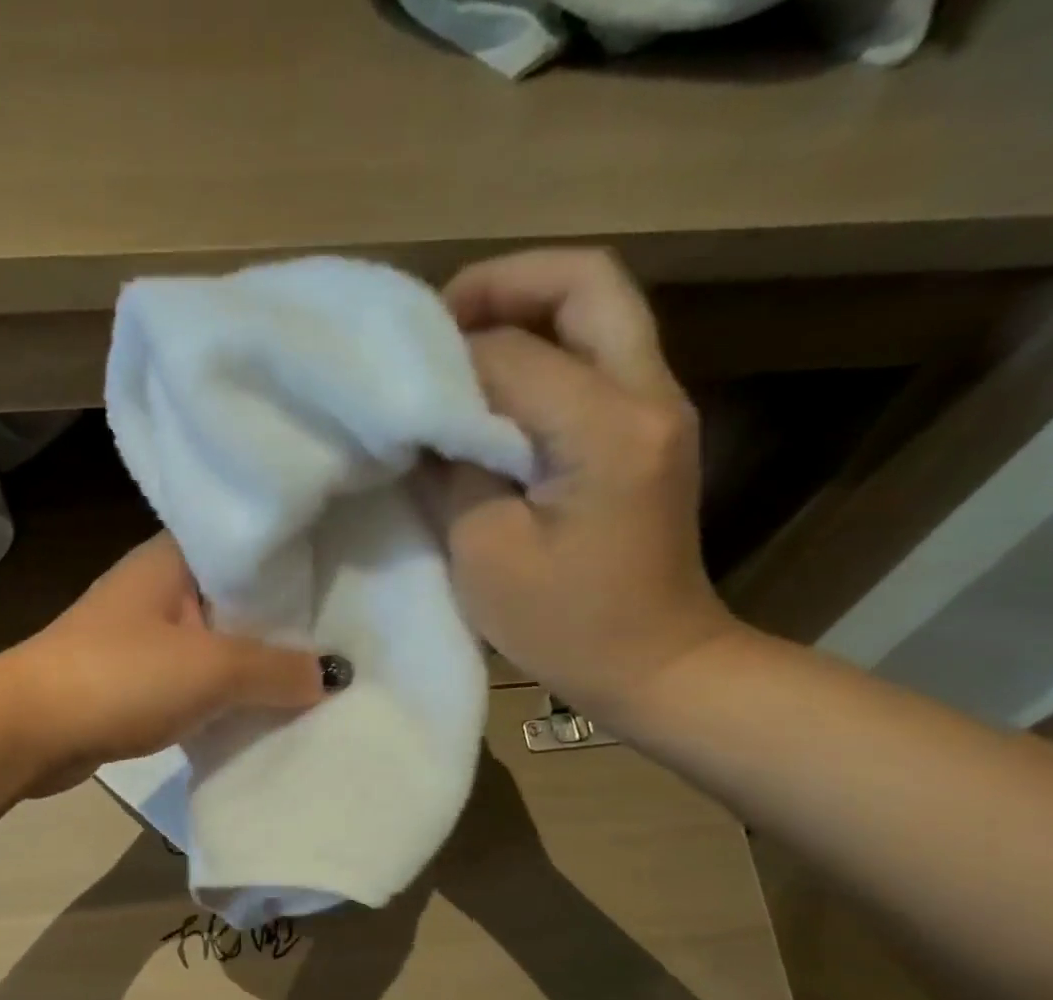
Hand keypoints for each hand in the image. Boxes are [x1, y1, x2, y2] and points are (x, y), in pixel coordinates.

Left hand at [1, 534, 326, 794]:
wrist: (29, 730)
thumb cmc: (121, 677)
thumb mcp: (212, 668)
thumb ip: (277, 668)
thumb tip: (333, 675)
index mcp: (171, 558)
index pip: (247, 546)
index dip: (296, 563)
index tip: (346, 581)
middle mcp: (156, 586)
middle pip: (235, 598)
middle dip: (282, 623)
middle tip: (345, 637)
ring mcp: (140, 633)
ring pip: (214, 642)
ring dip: (251, 663)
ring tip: (313, 677)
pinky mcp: (130, 678)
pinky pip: (191, 678)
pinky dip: (221, 693)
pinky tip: (258, 709)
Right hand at [417, 249, 738, 721]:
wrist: (654, 664)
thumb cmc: (563, 625)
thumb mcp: (484, 553)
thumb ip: (454, 468)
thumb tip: (431, 415)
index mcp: (607, 431)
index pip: (514, 352)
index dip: (446, 356)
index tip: (394, 377)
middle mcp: (648, 395)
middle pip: (586, 283)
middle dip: (504, 285)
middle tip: (437, 324)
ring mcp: (658, 406)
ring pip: (598, 309)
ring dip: (524, 312)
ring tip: (457, 352)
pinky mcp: (649, 427)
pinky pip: (598, 354)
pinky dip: (542, 351)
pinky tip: (492, 393)